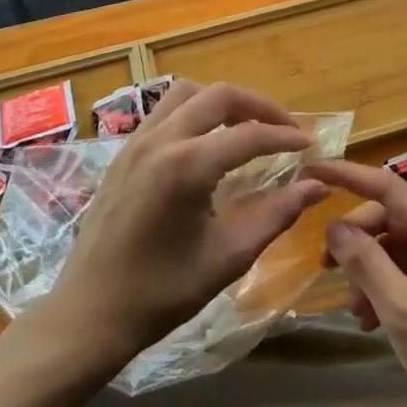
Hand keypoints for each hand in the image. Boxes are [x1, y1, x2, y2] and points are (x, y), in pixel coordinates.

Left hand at [46, 81, 328, 363]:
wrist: (89, 314)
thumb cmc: (162, 292)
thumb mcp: (228, 256)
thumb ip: (277, 213)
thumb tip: (318, 184)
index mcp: (186, 166)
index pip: (249, 135)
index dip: (286, 136)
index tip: (311, 144)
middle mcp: (160, 140)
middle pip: (219, 95)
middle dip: (259, 106)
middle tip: (285, 129)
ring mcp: (137, 141)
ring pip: (188, 93)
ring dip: (223, 101)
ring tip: (247, 127)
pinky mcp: (123, 151)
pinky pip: (165, 110)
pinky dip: (195, 111)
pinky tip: (208, 141)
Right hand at [307, 160, 406, 406]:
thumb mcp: (404, 311)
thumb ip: (367, 263)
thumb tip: (334, 225)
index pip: (386, 186)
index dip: (346, 174)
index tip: (310, 168)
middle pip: (388, 218)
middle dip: (355, 239)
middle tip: (324, 267)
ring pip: (393, 249)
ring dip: (367, 272)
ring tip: (356, 311)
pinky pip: (404, 275)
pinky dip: (382, 291)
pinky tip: (371, 322)